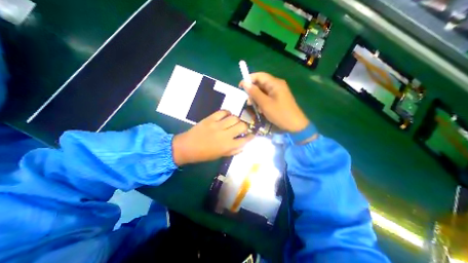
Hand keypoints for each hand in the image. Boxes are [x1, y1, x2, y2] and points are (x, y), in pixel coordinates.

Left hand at [171, 109, 252, 164]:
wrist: (187, 147)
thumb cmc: (204, 154)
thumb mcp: (220, 155)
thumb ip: (233, 151)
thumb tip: (243, 145)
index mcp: (228, 146)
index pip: (245, 140)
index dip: (251, 136)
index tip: (252, 134)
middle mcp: (225, 135)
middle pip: (242, 126)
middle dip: (245, 126)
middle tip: (242, 128)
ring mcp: (217, 125)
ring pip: (234, 118)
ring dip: (237, 119)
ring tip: (234, 122)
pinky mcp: (210, 119)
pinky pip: (223, 112)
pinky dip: (227, 113)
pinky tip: (227, 116)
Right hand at [240, 72, 309, 131]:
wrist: (294, 125)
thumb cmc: (279, 113)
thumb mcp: (265, 103)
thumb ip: (254, 93)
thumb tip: (244, 83)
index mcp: (275, 83)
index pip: (259, 75)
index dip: (249, 79)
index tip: (240, 87)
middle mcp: (276, 85)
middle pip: (261, 83)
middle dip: (252, 91)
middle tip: (248, 101)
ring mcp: (278, 92)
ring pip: (263, 91)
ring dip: (256, 97)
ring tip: (254, 106)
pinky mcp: (278, 98)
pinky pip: (267, 96)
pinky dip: (262, 101)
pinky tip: (261, 109)